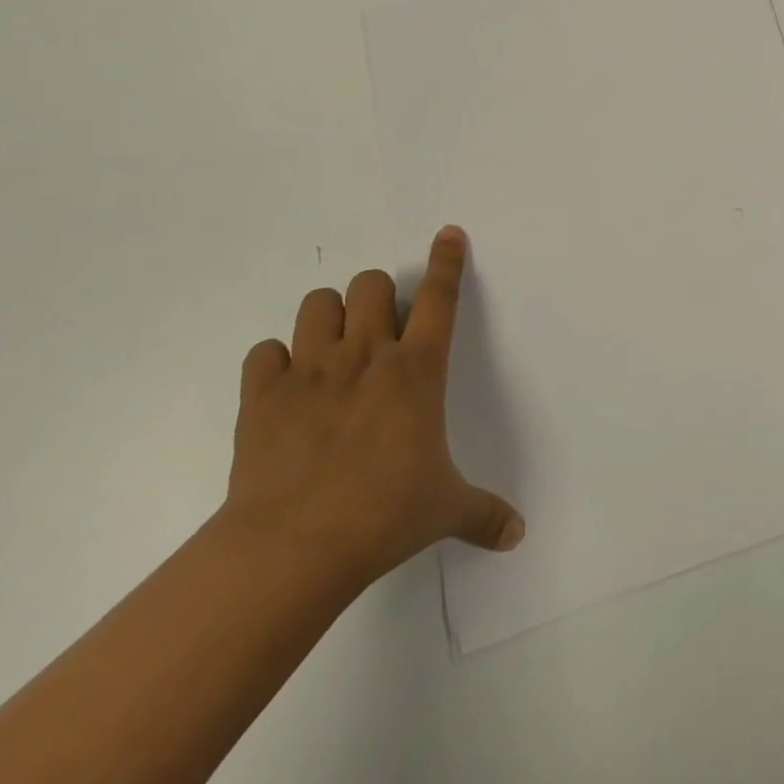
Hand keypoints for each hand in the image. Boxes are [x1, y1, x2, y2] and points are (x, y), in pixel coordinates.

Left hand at [222, 226, 523, 591]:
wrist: (292, 549)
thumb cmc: (384, 516)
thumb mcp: (445, 509)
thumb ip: (484, 514)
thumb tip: (518, 535)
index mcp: (417, 370)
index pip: (440, 297)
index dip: (447, 260)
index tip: (449, 234)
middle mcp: (367, 355)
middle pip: (373, 283)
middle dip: (379, 295)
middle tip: (382, 328)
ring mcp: (312, 370)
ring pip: (319, 302)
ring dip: (331, 315)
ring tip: (336, 347)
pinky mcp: (264, 394)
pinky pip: (265, 350)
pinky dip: (277, 360)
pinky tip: (287, 385)